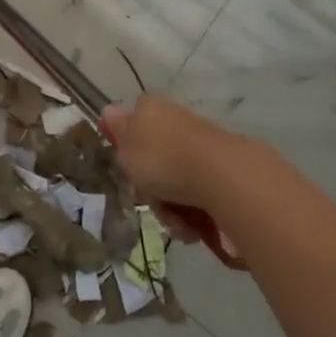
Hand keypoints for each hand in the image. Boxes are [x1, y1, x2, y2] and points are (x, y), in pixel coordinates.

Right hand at [102, 94, 248, 242]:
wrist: (222, 177)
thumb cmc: (162, 158)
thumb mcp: (126, 146)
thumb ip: (115, 130)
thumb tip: (109, 110)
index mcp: (152, 109)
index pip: (134, 121)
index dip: (128, 147)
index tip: (129, 168)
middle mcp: (178, 121)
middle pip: (155, 159)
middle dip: (152, 189)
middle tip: (152, 202)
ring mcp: (204, 146)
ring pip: (177, 182)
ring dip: (173, 209)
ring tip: (179, 224)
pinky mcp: (226, 171)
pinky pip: (201, 195)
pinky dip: (197, 214)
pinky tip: (197, 227)